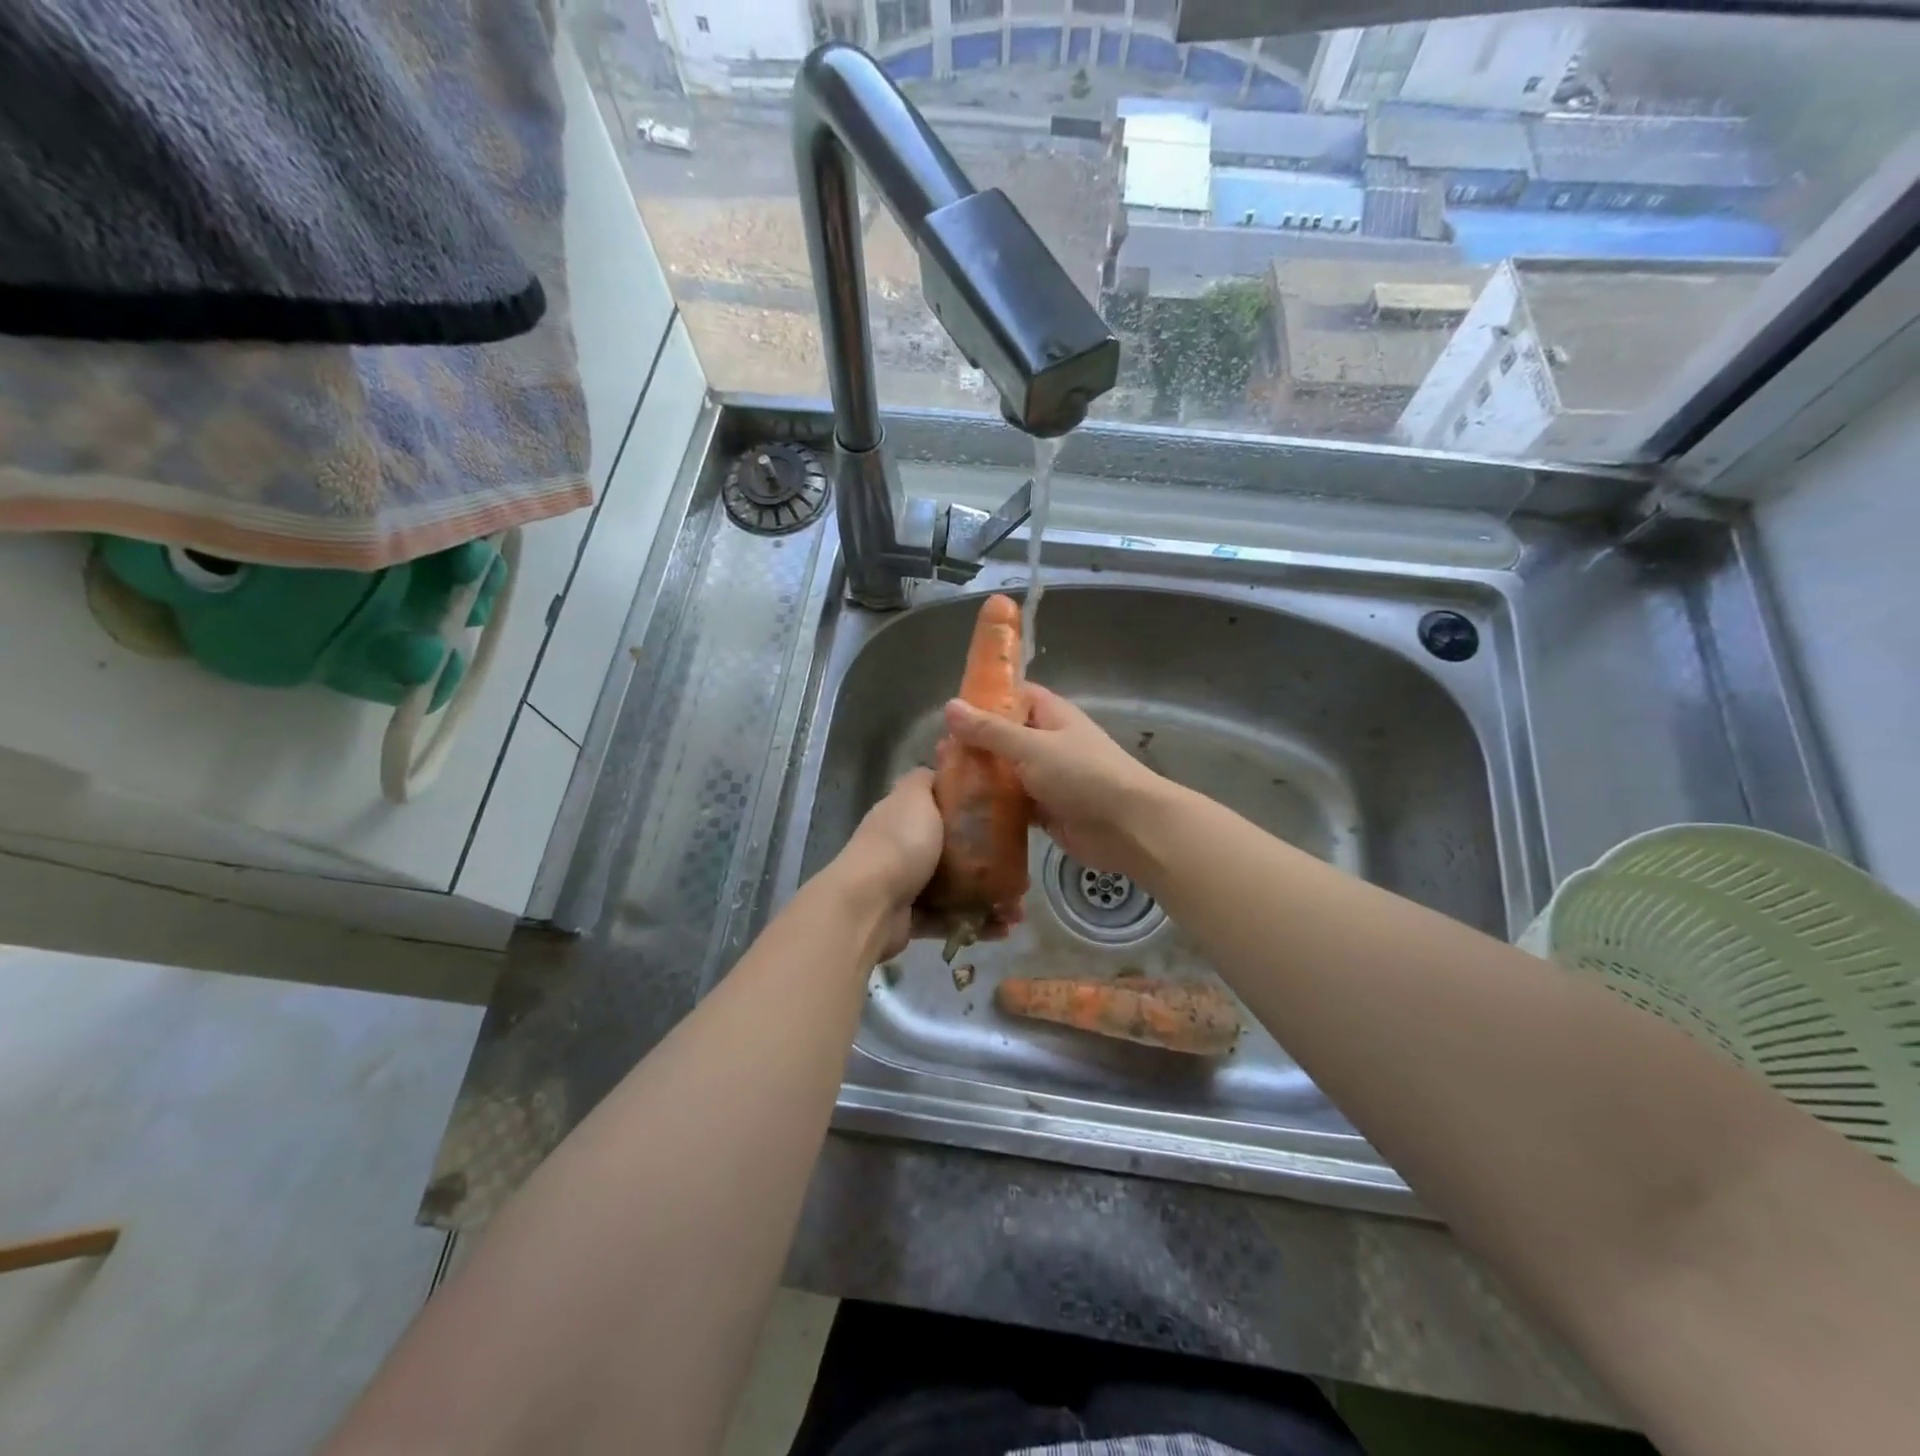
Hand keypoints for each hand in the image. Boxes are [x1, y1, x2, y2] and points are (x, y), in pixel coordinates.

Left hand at [824, 767, 1022, 962]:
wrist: (869, 903)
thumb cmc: (899, 843)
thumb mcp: (915, 795)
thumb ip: (927, 780)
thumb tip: (941, 770)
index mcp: (905, 816)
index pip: (942, 808)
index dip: (974, 812)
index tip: (1008, 820)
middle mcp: (904, 848)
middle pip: (954, 852)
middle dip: (990, 863)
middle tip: (1021, 873)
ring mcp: (906, 886)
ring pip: (956, 890)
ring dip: (989, 899)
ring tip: (1016, 909)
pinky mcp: (911, 920)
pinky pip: (950, 920)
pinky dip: (976, 925)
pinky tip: (1003, 928)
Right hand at [943, 683, 1169, 882]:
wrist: (1128, 827)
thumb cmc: (1084, 775)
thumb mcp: (1033, 747)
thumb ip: (990, 731)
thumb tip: (949, 706)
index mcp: (1051, 715)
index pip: (1013, 696)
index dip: (983, 698)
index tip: (949, 709)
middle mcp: (1047, 743)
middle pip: (1004, 737)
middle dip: (974, 744)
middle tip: (938, 754)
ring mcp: (1047, 778)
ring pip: (1005, 772)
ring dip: (980, 778)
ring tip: (942, 782)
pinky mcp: (1045, 810)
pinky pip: (1012, 804)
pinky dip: (992, 807)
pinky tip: (963, 812)